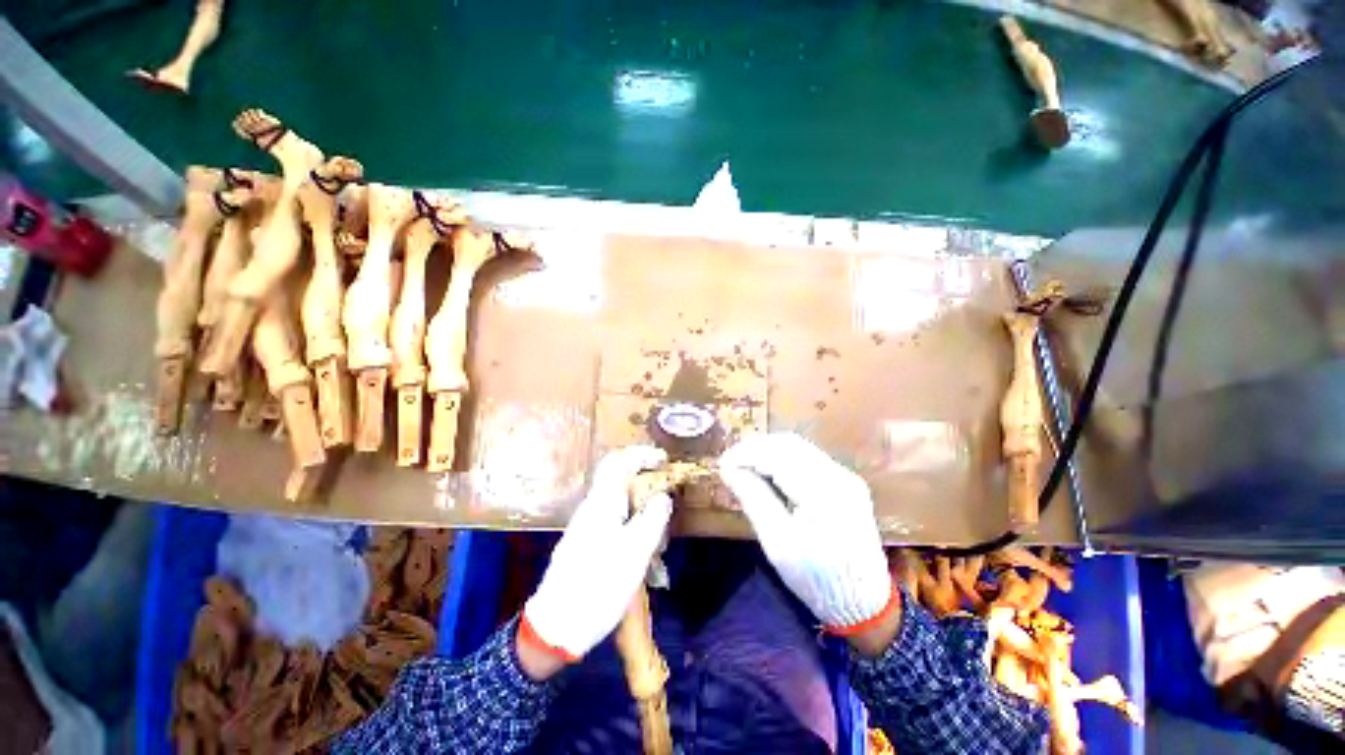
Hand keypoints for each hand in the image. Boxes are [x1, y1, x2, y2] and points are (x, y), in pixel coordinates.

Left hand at [522, 446, 672, 664]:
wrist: (557, 626)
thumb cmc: (599, 585)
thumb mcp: (635, 552)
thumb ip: (652, 519)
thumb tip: (663, 496)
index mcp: (602, 503)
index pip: (619, 461)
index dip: (642, 454)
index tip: (664, 460)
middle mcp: (592, 507)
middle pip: (618, 478)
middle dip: (644, 480)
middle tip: (666, 493)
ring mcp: (586, 524)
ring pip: (617, 500)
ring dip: (640, 503)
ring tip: (659, 527)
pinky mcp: (585, 541)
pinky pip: (613, 518)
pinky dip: (631, 521)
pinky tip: (642, 545)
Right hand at [719, 433, 896, 636]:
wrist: (864, 603)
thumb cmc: (816, 579)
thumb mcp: (777, 543)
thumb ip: (753, 498)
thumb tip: (728, 468)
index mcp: (823, 492)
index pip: (777, 455)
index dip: (746, 454)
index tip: (722, 464)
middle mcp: (839, 475)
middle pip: (789, 444)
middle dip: (755, 448)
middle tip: (730, 463)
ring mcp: (845, 476)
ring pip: (798, 447)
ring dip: (768, 451)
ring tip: (744, 466)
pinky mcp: (846, 481)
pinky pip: (808, 458)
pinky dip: (783, 459)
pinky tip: (768, 472)